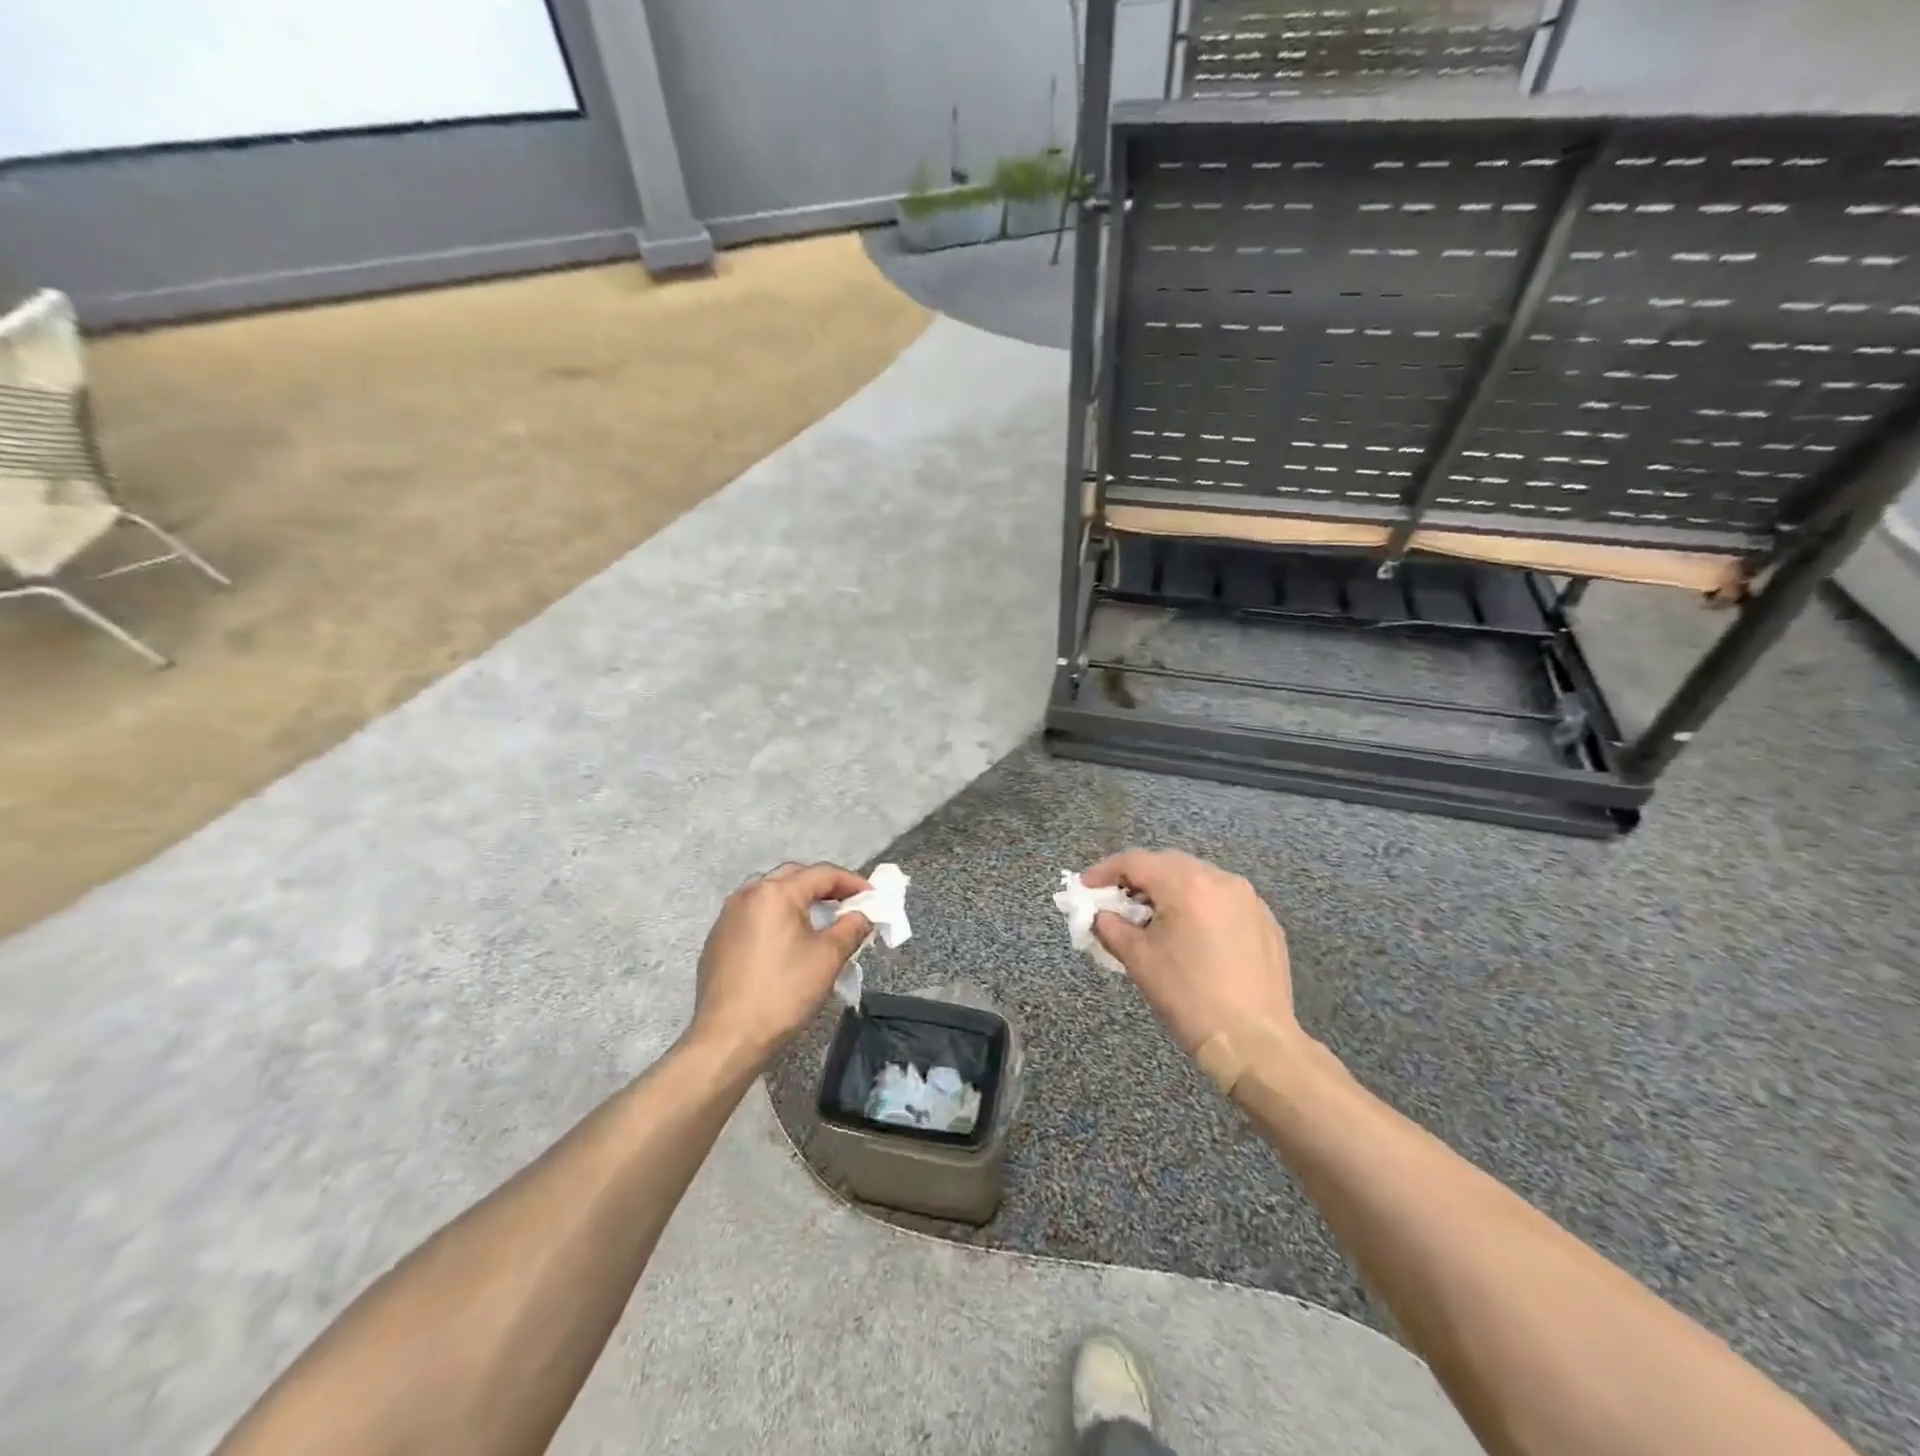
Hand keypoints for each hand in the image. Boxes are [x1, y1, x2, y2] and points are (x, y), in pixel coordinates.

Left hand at [691, 862, 872, 1066]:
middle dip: (824, 887)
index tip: (873, 896)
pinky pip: (755, 914)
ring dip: (799, 900)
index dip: (852, 882)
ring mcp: (728, 916)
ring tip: (821, 920)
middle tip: (848, 904)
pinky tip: (789, 940)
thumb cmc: (783, 992)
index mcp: (775, 893)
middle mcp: (748, 894)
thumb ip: (851, 928)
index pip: (821, 874)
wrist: (728, 1038)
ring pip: (771, 894)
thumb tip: (862, 915)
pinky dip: (777, 917)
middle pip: (794, 877)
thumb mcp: (828, 958)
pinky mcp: (718, 939)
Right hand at [1083, 850, 1298, 1056]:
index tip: (1085, 888)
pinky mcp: (1265, 921)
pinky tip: (1191, 934)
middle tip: (1117, 902)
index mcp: (1186, 884)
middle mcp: (1221, 879)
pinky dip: (1199, 906)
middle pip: (1168, 864)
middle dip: (1138, 879)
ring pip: (1198, 879)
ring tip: (1153, 918)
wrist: (1254, 1042)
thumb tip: (1101, 915)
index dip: (1104, 871)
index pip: (1135, 861)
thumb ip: (1111, 927)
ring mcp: (1249, 899)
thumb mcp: (1138, 960)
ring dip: (1170, 890)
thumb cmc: (1188, 996)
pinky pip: (1223, 900)